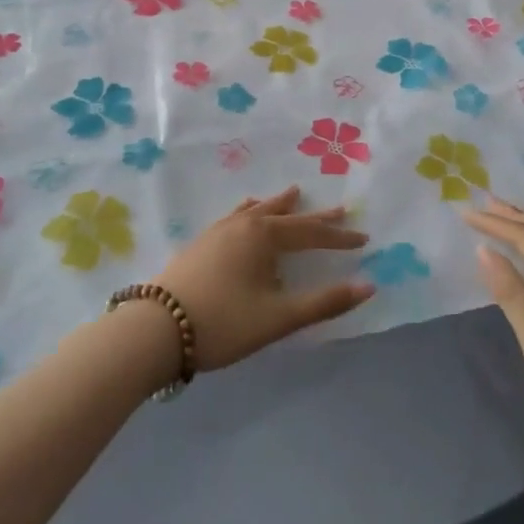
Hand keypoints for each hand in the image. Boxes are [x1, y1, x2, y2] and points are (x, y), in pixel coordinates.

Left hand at [156, 186, 374, 370]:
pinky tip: (244, 215)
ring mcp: (218, 231)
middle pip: (286, 216)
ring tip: (293, 194)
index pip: (311, 234)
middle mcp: (243, 224)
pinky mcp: (200, 243)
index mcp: (264, 236)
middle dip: (315, 217)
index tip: (363, 239)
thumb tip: (368, 286)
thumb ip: (324, 302)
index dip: (339, 238)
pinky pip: (235, 217)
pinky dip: (250, 212)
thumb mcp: (279, 317)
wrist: (155, 329)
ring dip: (279, 205)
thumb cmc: (223, 322)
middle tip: (339, 209)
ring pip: (257, 210)